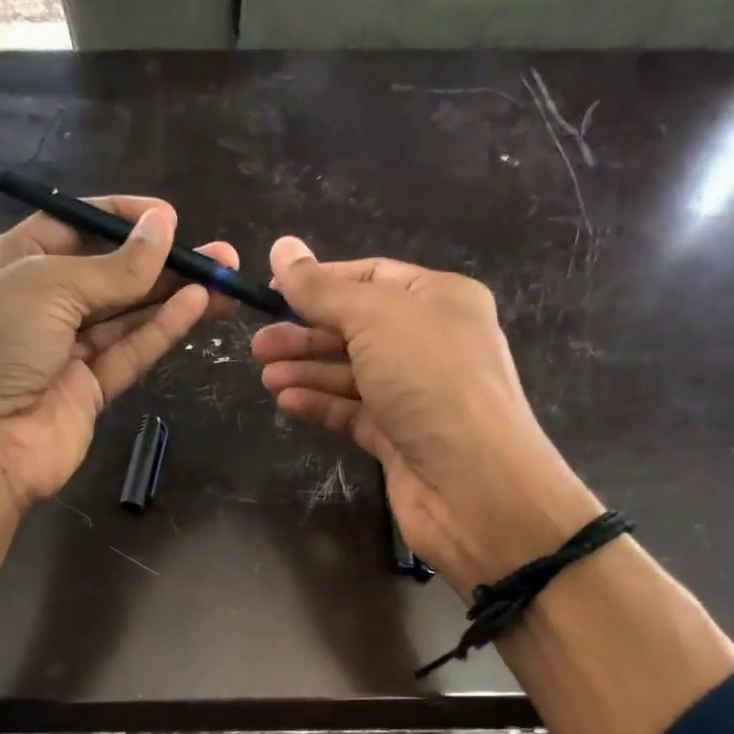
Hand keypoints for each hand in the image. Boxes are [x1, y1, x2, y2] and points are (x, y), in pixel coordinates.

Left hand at [0, 197, 238, 510]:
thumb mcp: (46, 285)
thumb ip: (112, 267)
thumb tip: (163, 226)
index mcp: (11, 263)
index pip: (72, 228)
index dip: (121, 219)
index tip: (169, 218)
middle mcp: (38, 305)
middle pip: (108, 275)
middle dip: (160, 262)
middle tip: (217, 253)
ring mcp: (64, 353)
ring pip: (126, 316)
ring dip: (172, 296)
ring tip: (224, 278)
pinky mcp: (88, 393)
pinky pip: (129, 353)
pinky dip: (161, 331)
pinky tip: (196, 305)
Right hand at [253, 238, 599, 592]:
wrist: (474, 485)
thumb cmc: (431, 381)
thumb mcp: (375, 317)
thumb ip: (323, 289)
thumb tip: (281, 248)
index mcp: (439, 299)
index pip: (371, 276)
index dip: (321, 281)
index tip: (272, 291)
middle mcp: (430, 343)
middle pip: (356, 328)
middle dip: (306, 333)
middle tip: (259, 344)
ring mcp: (415, 395)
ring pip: (351, 374)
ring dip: (307, 371)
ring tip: (265, 374)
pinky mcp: (399, 439)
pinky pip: (353, 413)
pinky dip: (321, 405)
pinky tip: (287, 402)